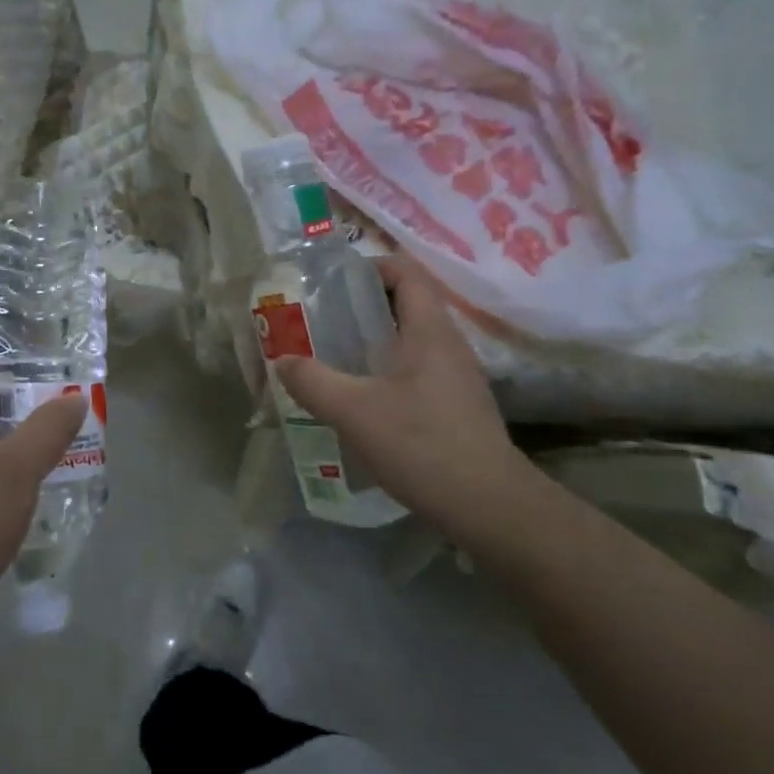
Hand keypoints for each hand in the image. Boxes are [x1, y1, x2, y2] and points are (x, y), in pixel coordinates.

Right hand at [277, 255, 539, 538]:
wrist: (491, 507)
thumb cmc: (423, 445)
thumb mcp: (354, 412)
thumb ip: (313, 382)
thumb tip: (282, 361)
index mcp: (429, 330)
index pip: (406, 272)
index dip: (371, 266)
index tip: (334, 282)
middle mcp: (449, 344)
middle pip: (407, 304)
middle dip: (364, 304)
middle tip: (323, 318)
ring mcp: (458, 377)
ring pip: (412, 339)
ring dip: (375, 339)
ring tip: (336, 355)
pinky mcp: (458, 406)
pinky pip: (419, 369)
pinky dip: (389, 368)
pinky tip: (364, 397)